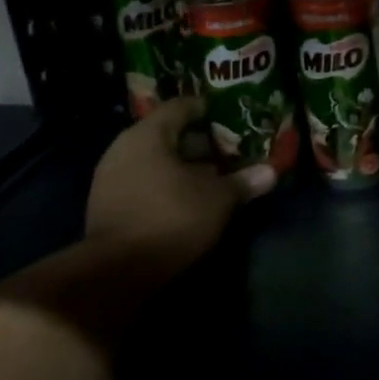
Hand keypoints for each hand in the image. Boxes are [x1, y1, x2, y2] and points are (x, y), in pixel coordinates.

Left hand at [84, 96, 276, 284]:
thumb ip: (244, 181)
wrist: (115, 273)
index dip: (208, 109)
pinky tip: (189, 199)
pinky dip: (165, 184)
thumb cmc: (170, 218)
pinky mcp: (106, 205)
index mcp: (148, 134)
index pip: (181, 106)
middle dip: (199, 142)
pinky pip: (143, 181)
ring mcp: (110, 177)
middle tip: (229, 149)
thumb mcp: (218, 199)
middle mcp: (123, 148)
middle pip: (167, 133)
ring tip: (214, 176)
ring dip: (183, 166)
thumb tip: (271, 172)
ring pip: (154, 160)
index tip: (230, 116)